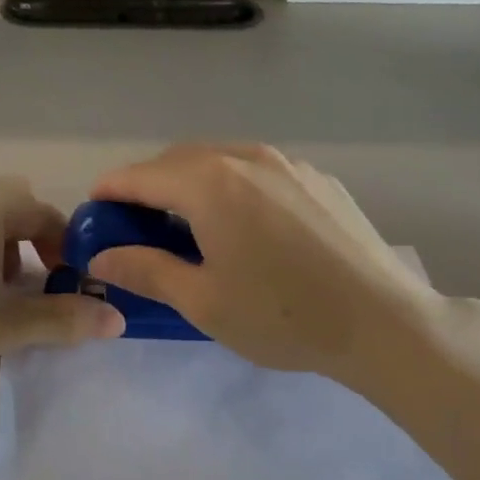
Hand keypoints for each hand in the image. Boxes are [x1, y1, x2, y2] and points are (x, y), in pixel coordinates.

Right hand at [86, 144, 443, 374]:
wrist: (385, 322)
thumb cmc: (283, 315)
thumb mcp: (202, 301)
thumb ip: (145, 270)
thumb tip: (101, 258)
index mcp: (210, 183)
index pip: (141, 176)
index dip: (110, 190)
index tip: (94, 209)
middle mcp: (245, 157)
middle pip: (178, 161)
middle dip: (149, 185)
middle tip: (136, 223)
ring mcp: (286, 162)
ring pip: (219, 159)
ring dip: (190, 182)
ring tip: (187, 222)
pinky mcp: (316, 177)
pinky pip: (256, 169)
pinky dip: (231, 184)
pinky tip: (243, 222)